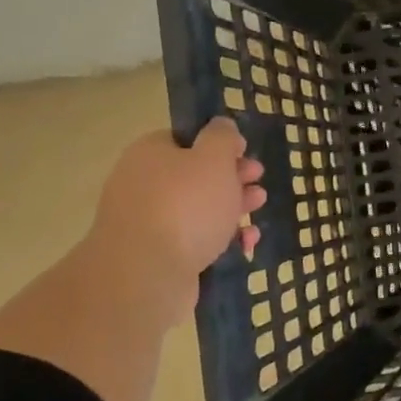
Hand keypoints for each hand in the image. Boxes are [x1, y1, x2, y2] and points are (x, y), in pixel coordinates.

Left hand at [85, 118, 264, 317]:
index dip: (219, 144)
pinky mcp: (159, 255)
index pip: (186, 139)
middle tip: (257, 181)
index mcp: (150, 153)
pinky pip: (195, 239)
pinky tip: (245, 242)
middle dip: (232, 177)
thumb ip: (222, 137)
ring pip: (198, 208)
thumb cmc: (185, 206)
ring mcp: (148, 222)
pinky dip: (221, 238)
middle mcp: (143, 184)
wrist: (146, 274)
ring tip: (258, 208)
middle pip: (195, 174)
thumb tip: (222, 126)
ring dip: (232, 207)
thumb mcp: (214, 158)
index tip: (245, 153)